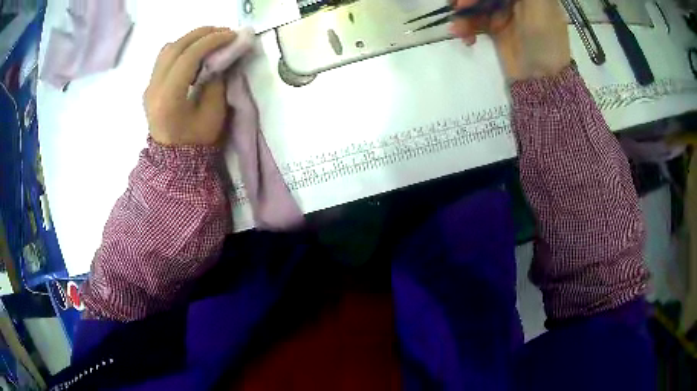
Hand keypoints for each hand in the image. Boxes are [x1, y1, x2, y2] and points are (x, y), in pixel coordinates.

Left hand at [144, 27, 236, 145]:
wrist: (174, 160)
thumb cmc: (196, 141)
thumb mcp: (214, 113)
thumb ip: (216, 80)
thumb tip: (220, 56)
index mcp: (168, 99)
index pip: (187, 57)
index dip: (211, 41)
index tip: (232, 35)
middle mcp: (154, 88)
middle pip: (175, 47)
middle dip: (202, 34)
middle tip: (224, 31)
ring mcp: (149, 86)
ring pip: (168, 49)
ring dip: (191, 38)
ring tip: (211, 38)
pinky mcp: (151, 86)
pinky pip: (164, 58)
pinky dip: (181, 48)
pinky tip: (195, 51)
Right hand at [451, 0, 570, 80]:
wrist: (542, 82)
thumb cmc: (546, 42)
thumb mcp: (540, 6)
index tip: (467, 0)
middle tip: (459, 6)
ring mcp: (502, 11)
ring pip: (473, 3)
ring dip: (463, 13)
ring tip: (459, 28)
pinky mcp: (493, 26)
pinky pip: (472, 20)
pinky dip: (465, 27)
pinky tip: (465, 37)